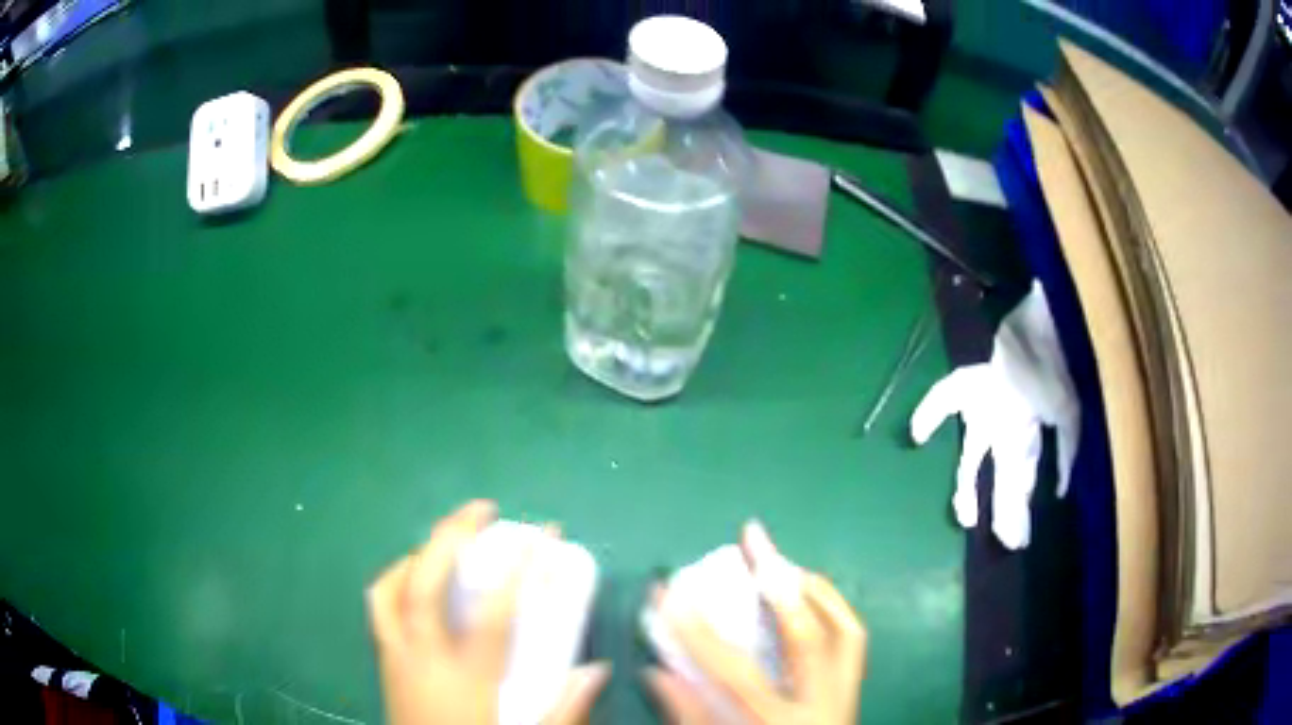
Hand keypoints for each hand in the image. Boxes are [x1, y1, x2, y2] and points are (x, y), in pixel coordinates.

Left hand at [367, 500, 609, 724]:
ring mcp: (394, 657)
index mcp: (464, 678)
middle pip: (424, 583)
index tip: (545, 534)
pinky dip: (396, 581)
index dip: (523, 568)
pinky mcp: (382, 663)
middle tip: (482, 510)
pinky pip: (379, 606)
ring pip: (389, 589)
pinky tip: (417, 585)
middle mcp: (422, 657)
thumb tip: (596, 669)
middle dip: (451, 536)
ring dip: (416, 555)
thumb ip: (563, 709)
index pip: (495, 612)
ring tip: (444, 544)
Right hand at [646, 522, 867, 723]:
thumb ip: (688, 716)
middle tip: (753, 538)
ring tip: (780, 560)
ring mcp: (846, 696)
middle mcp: (821, 706)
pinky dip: (831, 607)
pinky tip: (807, 592)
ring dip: (811, 588)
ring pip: (844, 630)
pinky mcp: (855, 690)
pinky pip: (852, 639)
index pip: (735, 672)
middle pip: (808, 637)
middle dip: (777, 582)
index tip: (669, 591)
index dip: (698, 631)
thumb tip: (657, 670)